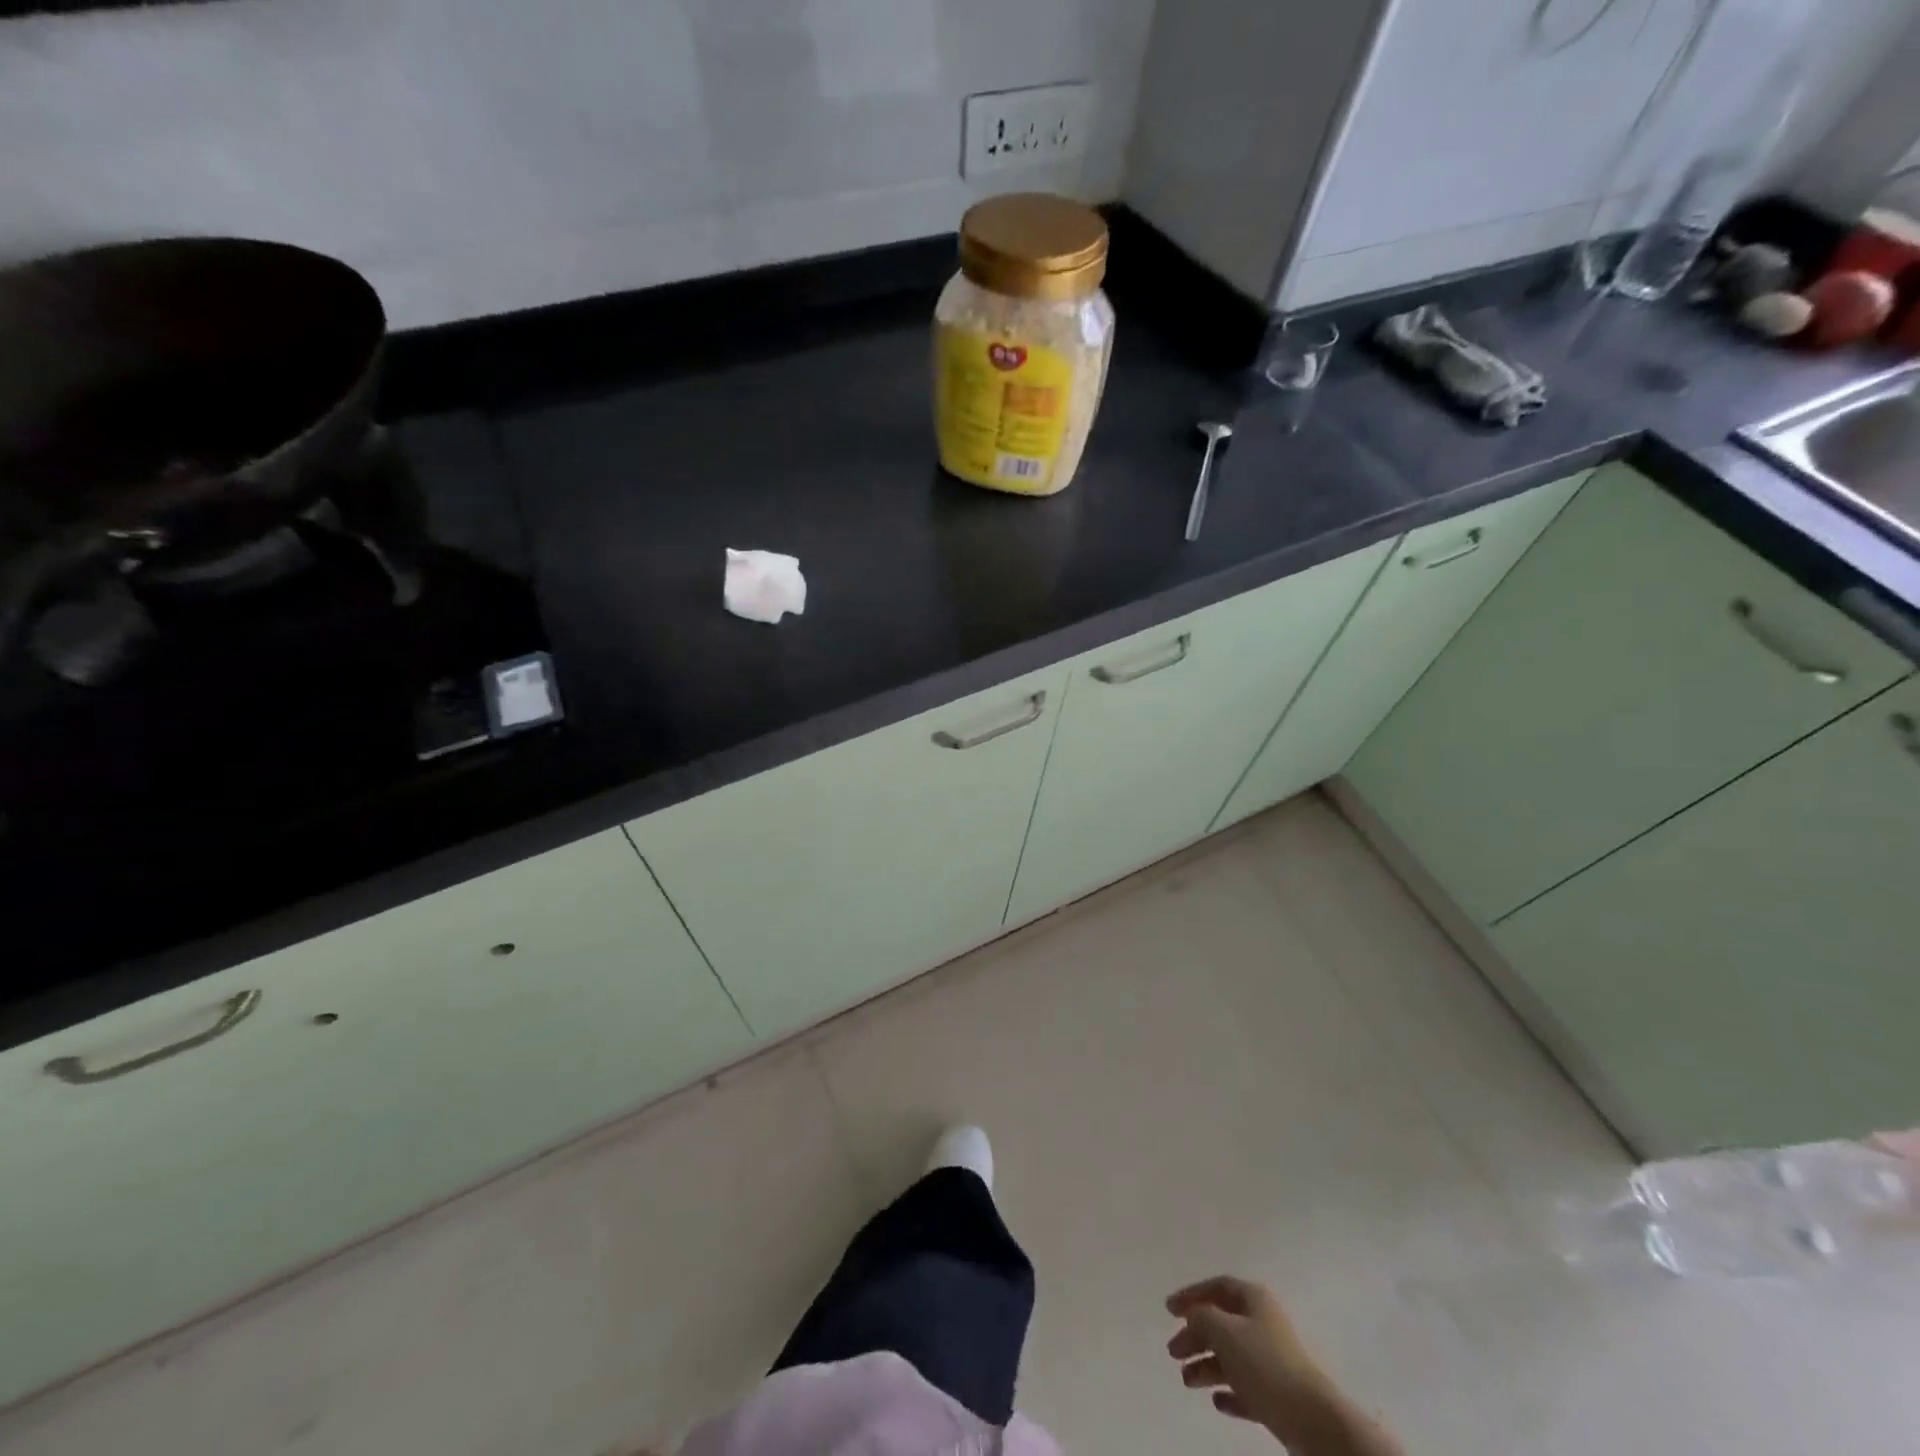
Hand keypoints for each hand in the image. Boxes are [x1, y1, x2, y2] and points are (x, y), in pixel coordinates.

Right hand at [1166, 1276, 1325, 1438]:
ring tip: (1186, 1380)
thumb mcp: (1224, 1332)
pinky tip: (1217, 1401)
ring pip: (1232, 1357)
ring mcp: (1273, 1361)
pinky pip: (1247, 1388)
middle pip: (1222, 1323)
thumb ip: (1202, 1317)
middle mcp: (1263, 1324)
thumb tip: (1193, 1315)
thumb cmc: (1265, 1364)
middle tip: (1173, 1351)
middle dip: (1195, 1336)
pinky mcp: (1279, 1396)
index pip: (1218, 1287)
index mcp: (1255, 1300)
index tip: (1169, 1309)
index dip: (1192, 1294)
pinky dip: (1229, 1392)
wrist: (1312, 1420)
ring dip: (1207, 1366)